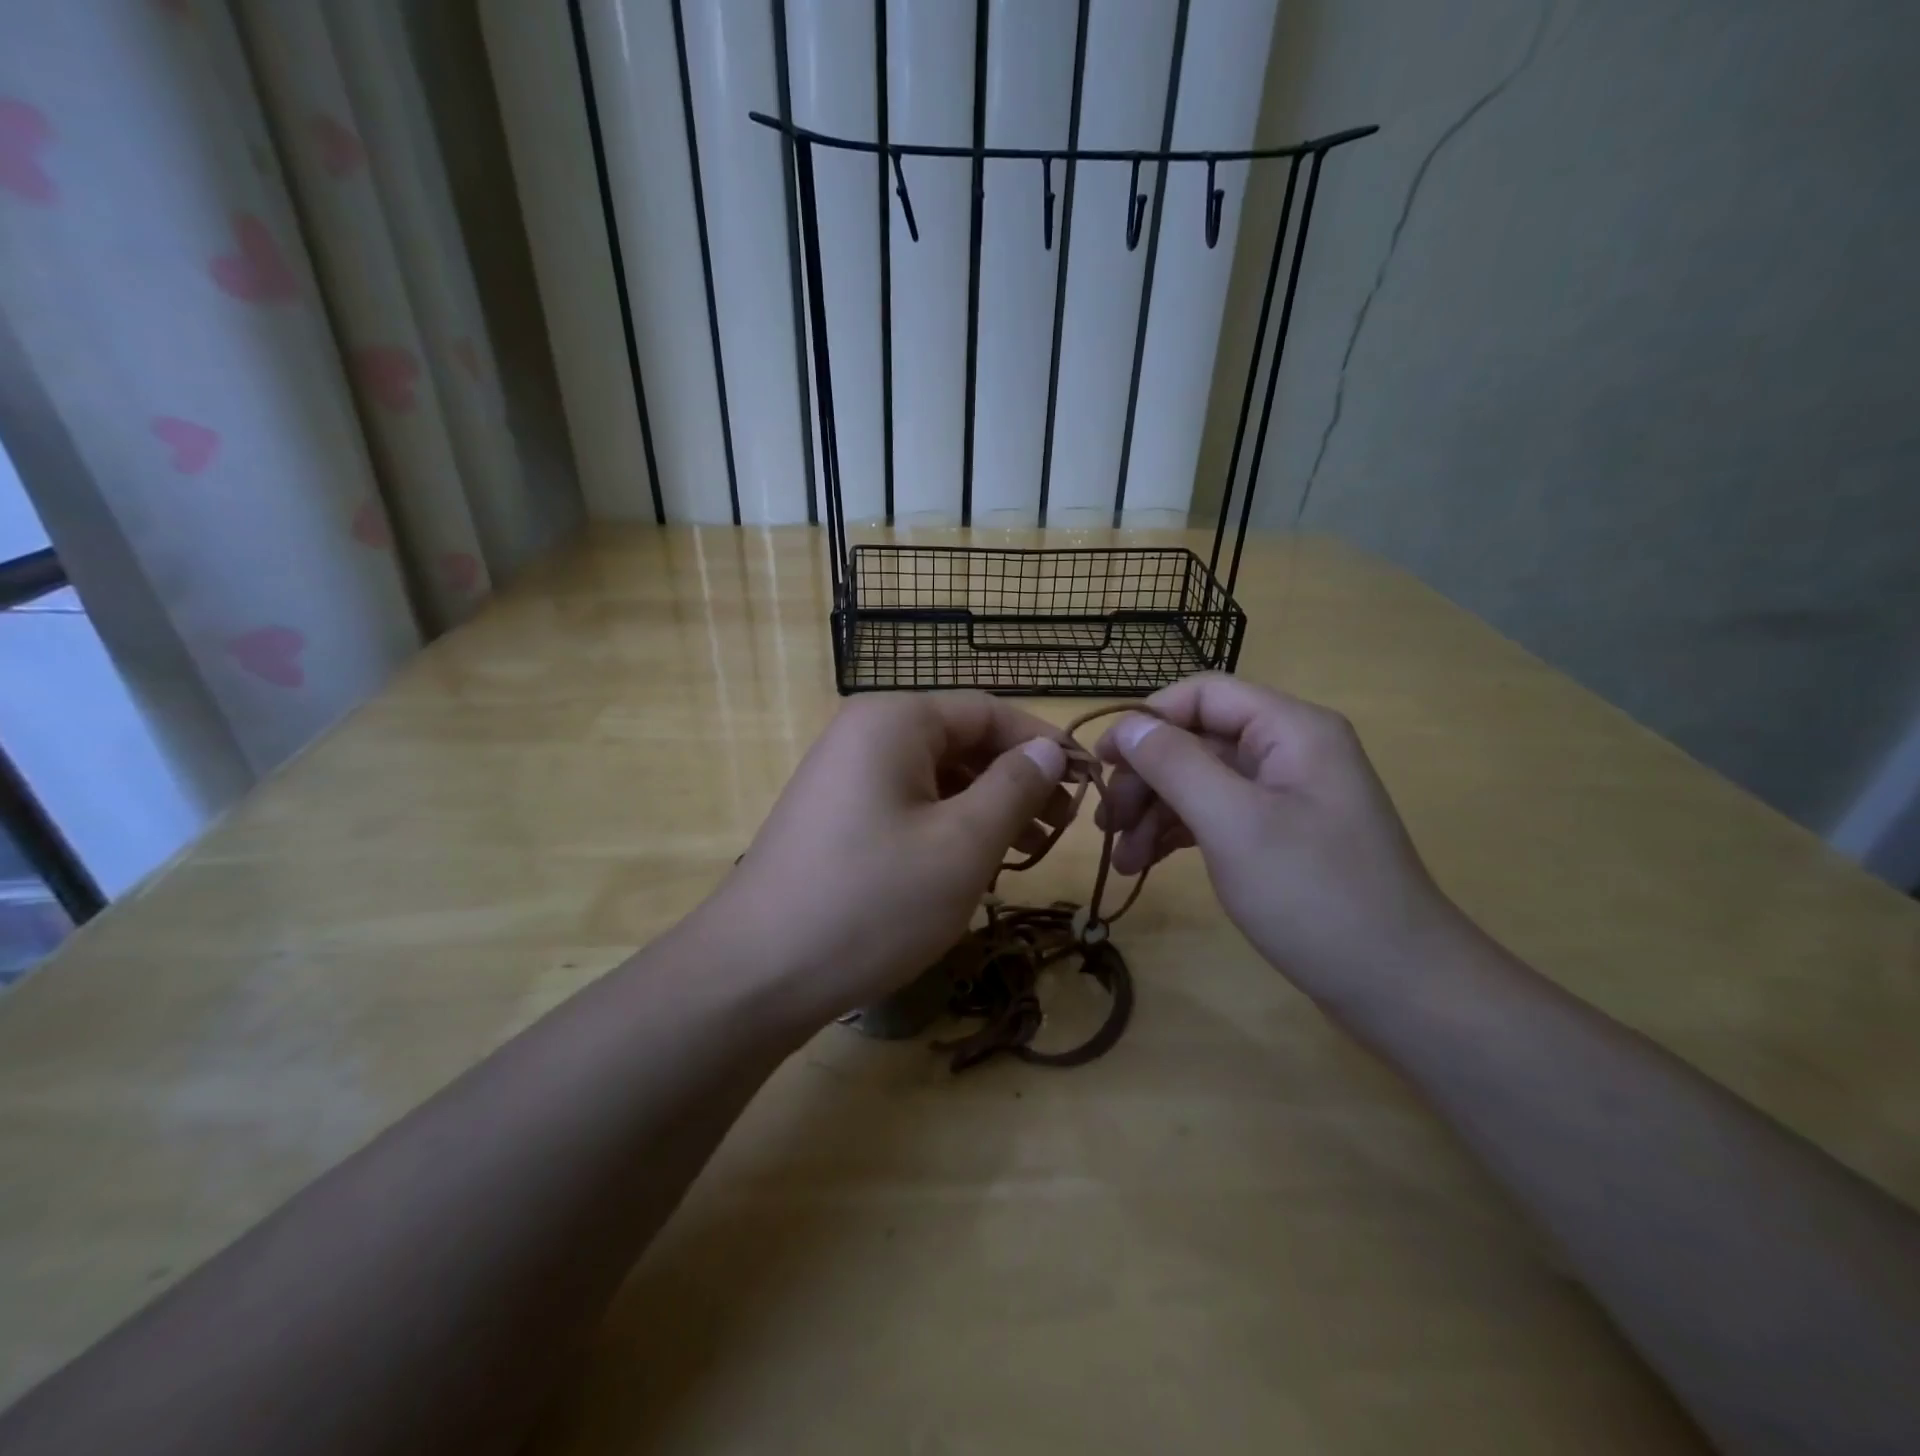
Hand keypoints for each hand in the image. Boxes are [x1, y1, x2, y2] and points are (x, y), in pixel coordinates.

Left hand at [713, 693, 1072, 1019]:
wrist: (755, 973)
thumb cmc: (871, 901)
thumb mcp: (961, 845)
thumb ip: (1014, 788)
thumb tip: (1047, 751)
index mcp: (896, 721)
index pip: (989, 711)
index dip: (1043, 744)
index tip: (1088, 782)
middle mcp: (866, 734)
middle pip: (961, 741)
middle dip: (1016, 779)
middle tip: (1063, 825)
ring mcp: (844, 776)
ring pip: (936, 777)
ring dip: (987, 806)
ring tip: (1030, 847)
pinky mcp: (835, 817)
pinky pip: (908, 804)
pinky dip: (949, 826)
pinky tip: (975, 862)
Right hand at [1094, 674, 1461, 1000]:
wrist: (1399, 986)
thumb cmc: (1313, 894)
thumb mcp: (1233, 822)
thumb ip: (1175, 764)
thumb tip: (1128, 726)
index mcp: (1290, 729)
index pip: (1202, 694)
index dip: (1146, 721)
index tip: (1101, 763)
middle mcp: (1290, 750)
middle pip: (1197, 740)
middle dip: (1146, 778)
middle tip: (1106, 823)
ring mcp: (1287, 795)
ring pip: (1201, 781)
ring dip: (1155, 811)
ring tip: (1121, 858)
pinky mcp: (1281, 834)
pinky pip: (1217, 815)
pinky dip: (1179, 834)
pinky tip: (1147, 862)